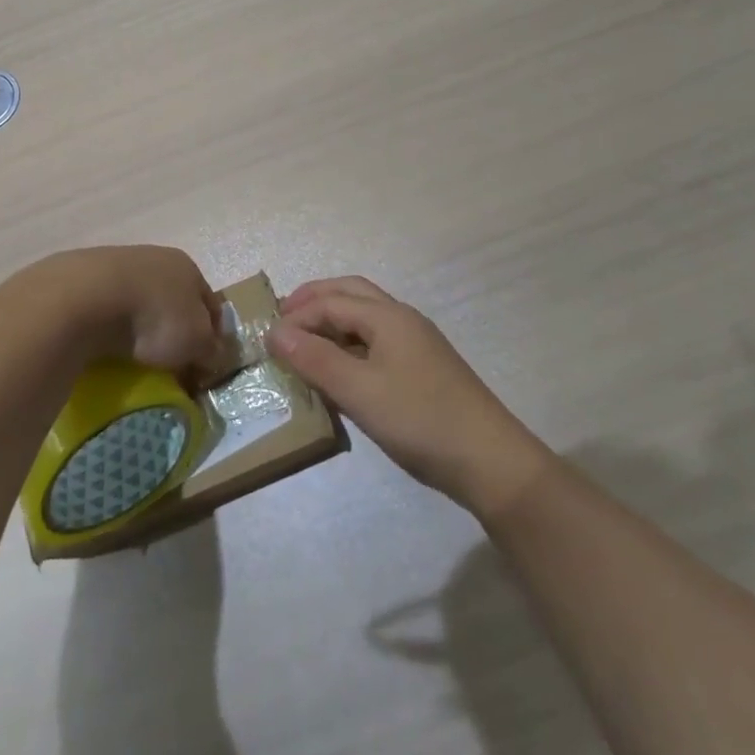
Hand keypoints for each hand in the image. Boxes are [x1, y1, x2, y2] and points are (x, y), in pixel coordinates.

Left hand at [32, 246, 227, 382]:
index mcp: (188, 267)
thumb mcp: (196, 341)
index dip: (212, 334)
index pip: (210, 303)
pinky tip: (104, 344)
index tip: (204, 362)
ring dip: (138, 324)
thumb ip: (211, 349)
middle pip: (172, 298)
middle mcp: (155, 257)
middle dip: (173, 327)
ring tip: (133, 356)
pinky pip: (106, 307)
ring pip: (137, 300)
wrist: (86, 299)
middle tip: (169, 361)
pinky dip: (109, 324)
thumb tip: (214, 356)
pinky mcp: (82, 277)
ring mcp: (115, 263)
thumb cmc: (154, 317)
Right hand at [269, 276, 547, 518]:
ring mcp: (416, 344)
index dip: (296, 317)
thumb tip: (274, 332)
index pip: (330, 302)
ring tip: (303, 341)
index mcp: (388, 317)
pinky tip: (338, 369)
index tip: (265, 341)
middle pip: (351, 294)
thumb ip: (315, 359)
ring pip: (365, 316)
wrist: (489, 461)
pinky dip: (348, 342)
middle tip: (282, 319)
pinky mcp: (422, 368)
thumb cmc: (419, 420)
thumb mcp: (359, 391)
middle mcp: (402, 320)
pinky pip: (376, 341)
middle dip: (314, 300)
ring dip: (332, 319)